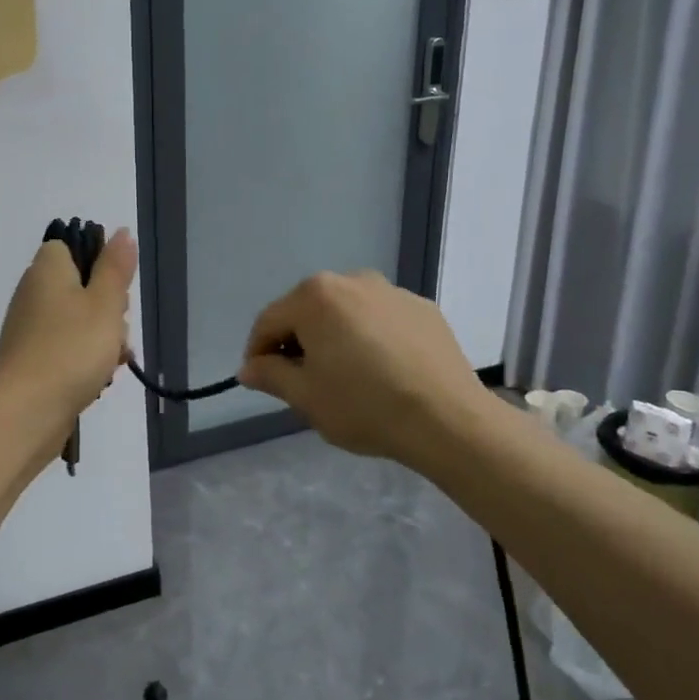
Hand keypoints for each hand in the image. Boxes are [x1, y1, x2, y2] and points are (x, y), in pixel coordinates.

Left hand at [0, 228, 135, 423]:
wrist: (27, 412)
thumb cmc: (71, 349)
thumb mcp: (105, 303)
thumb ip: (115, 267)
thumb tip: (121, 231)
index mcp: (46, 270)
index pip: (69, 247)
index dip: (97, 262)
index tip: (116, 287)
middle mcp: (32, 294)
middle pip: (78, 286)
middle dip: (108, 307)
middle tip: (118, 326)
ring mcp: (29, 329)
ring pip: (77, 320)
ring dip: (102, 337)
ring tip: (115, 359)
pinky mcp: (32, 360)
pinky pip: (66, 348)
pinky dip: (85, 359)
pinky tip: (101, 378)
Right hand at [236, 271, 489, 463]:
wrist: (448, 419)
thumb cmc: (365, 406)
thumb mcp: (306, 397)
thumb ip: (271, 375)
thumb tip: (250, 367)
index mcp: (315, 297)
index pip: (269, 322)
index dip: (258, 353)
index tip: (261, 382)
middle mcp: (351, 280)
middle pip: (308, 311)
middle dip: (298, 342)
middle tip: (302, 382)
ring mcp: (391, 291)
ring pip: (347, 313)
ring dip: (335, 338)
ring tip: (346, 377)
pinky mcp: (422, 308)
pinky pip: (381, 319)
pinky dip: (371, 338)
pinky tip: (383, 372)